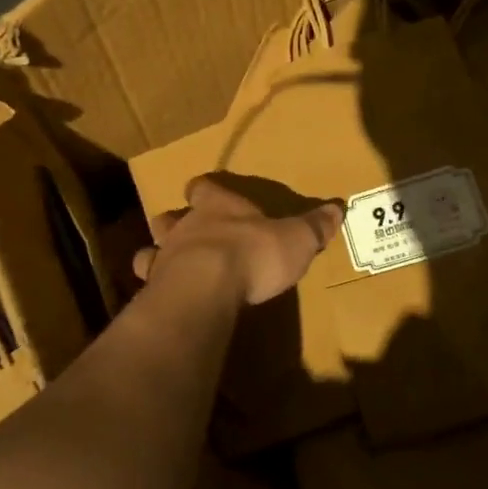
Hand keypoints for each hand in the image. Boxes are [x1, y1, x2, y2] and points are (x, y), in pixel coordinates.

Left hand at [134, 177, 343, 305]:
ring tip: (171, 268)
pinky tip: (165, 300)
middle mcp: (186, 226)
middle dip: (176, 223)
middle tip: (188, 234)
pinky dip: (155, 291)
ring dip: (159, 256)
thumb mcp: (296, 239)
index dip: (205, 191)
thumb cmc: (253, 253)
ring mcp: (164, 258)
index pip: (203, 188)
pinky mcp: (154, 290)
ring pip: (150, 250)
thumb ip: (314, 225)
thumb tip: (339, 208)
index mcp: (217, 206)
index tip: (205, 192)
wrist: (207, 287)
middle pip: (170, 218)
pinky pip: (149, 286)